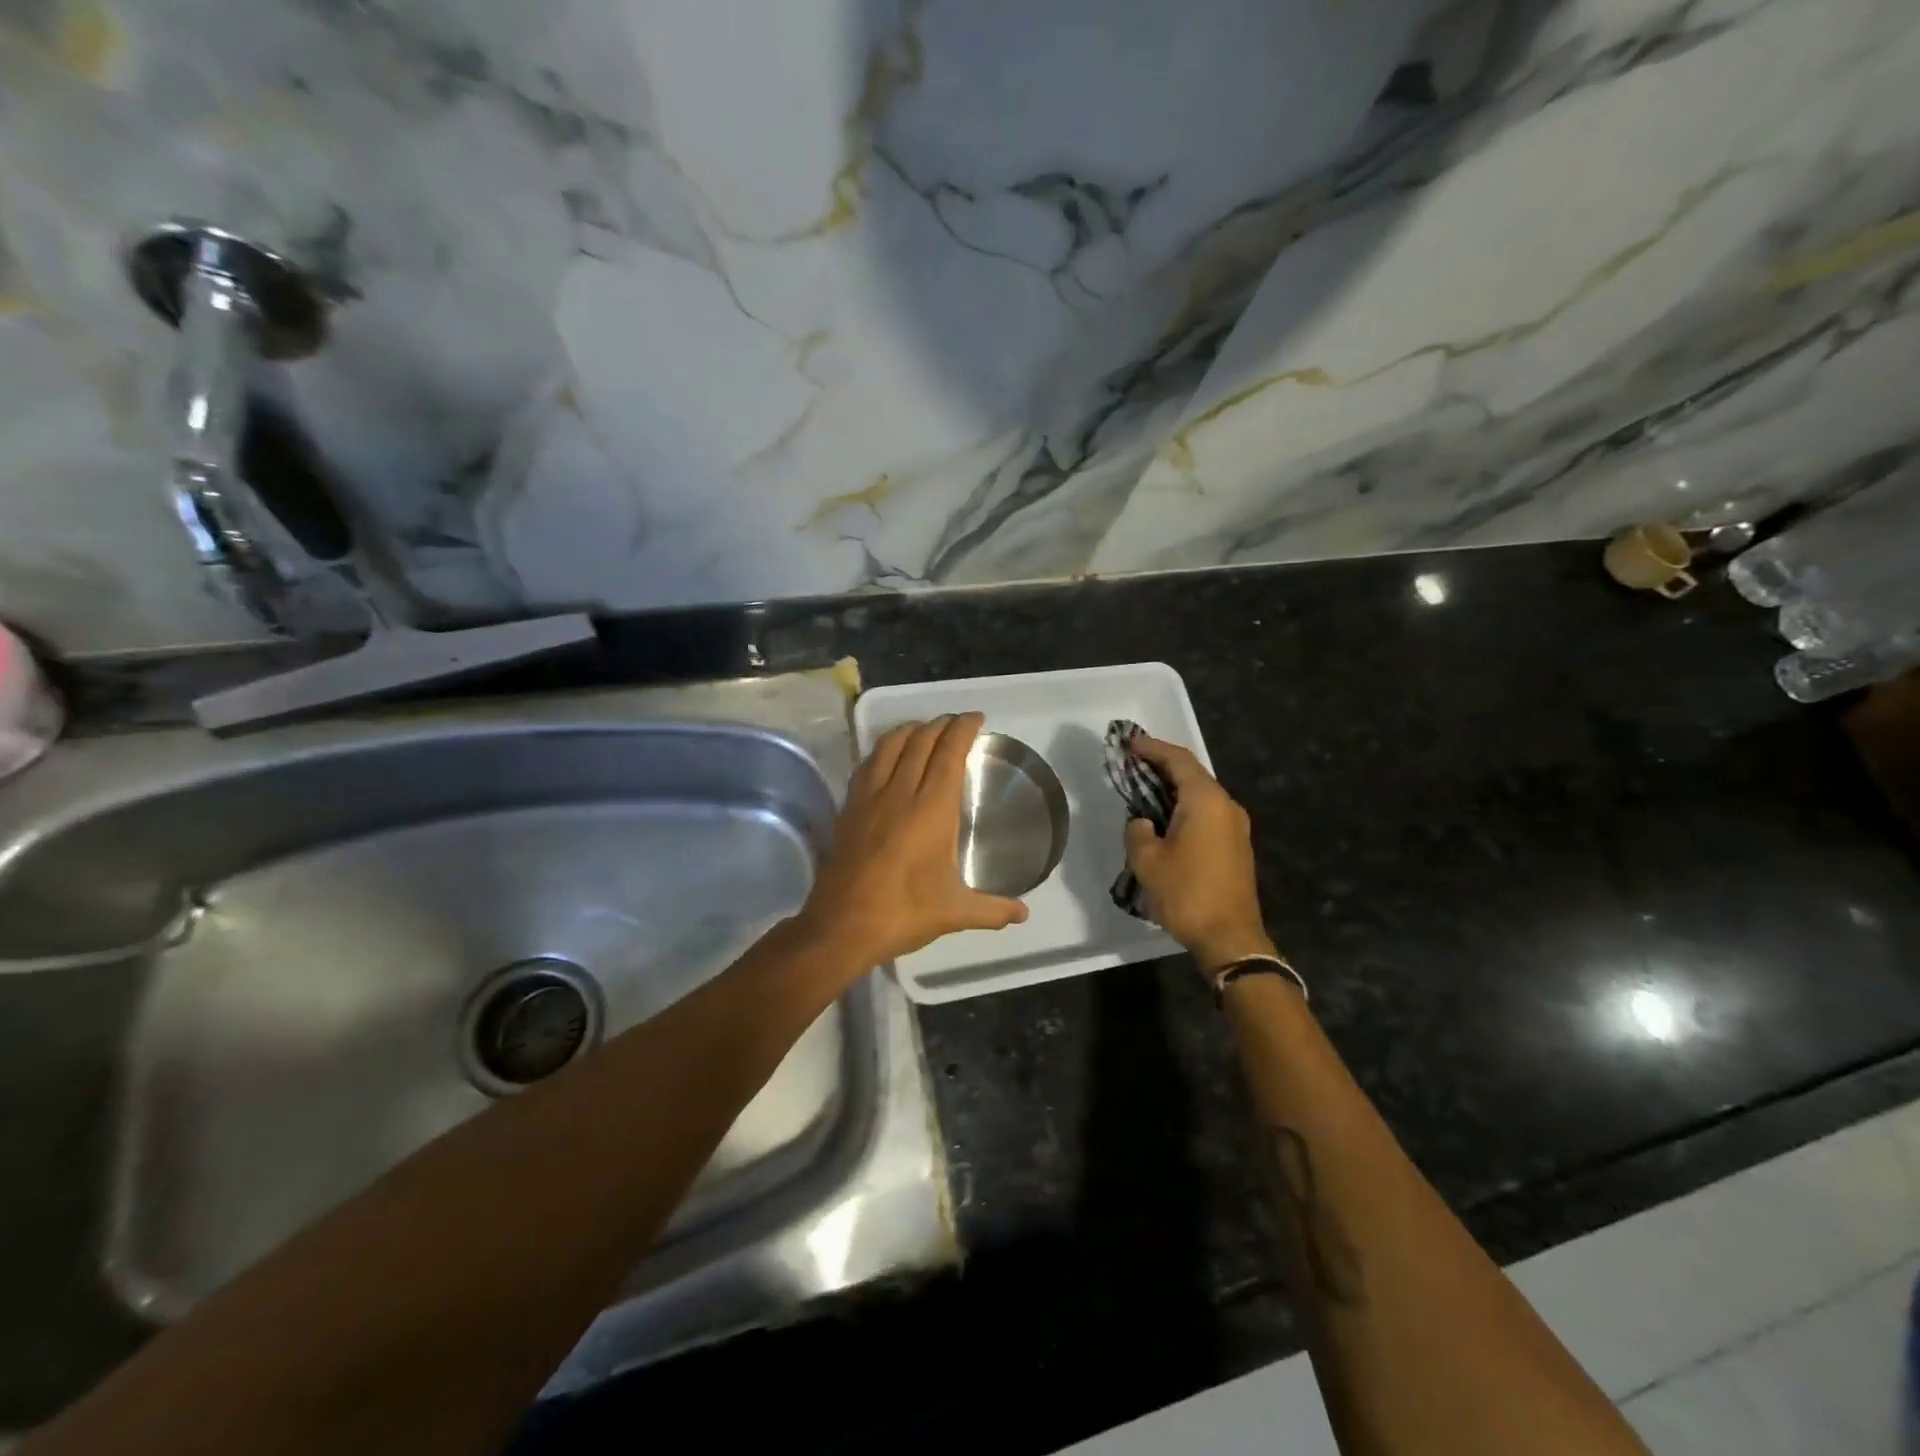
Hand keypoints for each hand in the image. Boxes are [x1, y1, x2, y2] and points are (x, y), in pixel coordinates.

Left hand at [799, 713, 1028, 965]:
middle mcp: (899, 792)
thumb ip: (993, 909)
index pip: (948, 753)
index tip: (975, 718)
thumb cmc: (904, 913)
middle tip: (955, 723)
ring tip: (923, 729)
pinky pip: (867, 764)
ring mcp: (869, 798)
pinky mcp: (848, 808)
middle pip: (920, 741)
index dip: (962, 729)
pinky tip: (887, 757)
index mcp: (931, 809)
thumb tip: (1024, 914)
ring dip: (910, 730)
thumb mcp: (955, 912)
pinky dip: (882, 750)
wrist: (842, 925)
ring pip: (889, 746)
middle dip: (940, 724)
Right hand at [1123, 736, 1276, 976]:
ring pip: (1201, 794)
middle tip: (1133, 761)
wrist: (1230, 938)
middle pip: (1192, 773)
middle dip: (1162, 764)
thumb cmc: (1187, 893)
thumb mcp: (1147, 860)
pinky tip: (1165, 816)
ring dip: (1173, 787)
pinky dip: (1184, 806)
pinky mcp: (1236, 846)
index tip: (1129, 742)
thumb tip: (1143, 822)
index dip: (1152, 748)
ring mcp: (1235, 826)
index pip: (1178, 760)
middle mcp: (1226, 806)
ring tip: (1144, 786)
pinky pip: (1207, 812)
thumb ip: (1138, 831)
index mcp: (1206, 801)